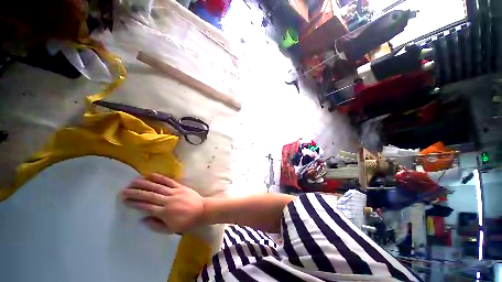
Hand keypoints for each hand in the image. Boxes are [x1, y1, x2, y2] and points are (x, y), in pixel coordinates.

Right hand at [121, 173, 204, 232]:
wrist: (202, 210)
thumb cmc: (187, 222)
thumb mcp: (171, 229)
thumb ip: (156, 225)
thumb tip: (143, 219)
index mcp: (165, 212)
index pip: (146, 207)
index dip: (135, 203)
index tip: (125, 200)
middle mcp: (168, 200)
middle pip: (149, 195)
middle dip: (136, 192)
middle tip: (124, 190)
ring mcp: (175, 192)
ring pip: (157, 187)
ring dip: (145, 183)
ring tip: (134, 181)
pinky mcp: (181, 187)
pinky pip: (169, 181)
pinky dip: (160, 178)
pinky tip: (151, 175)